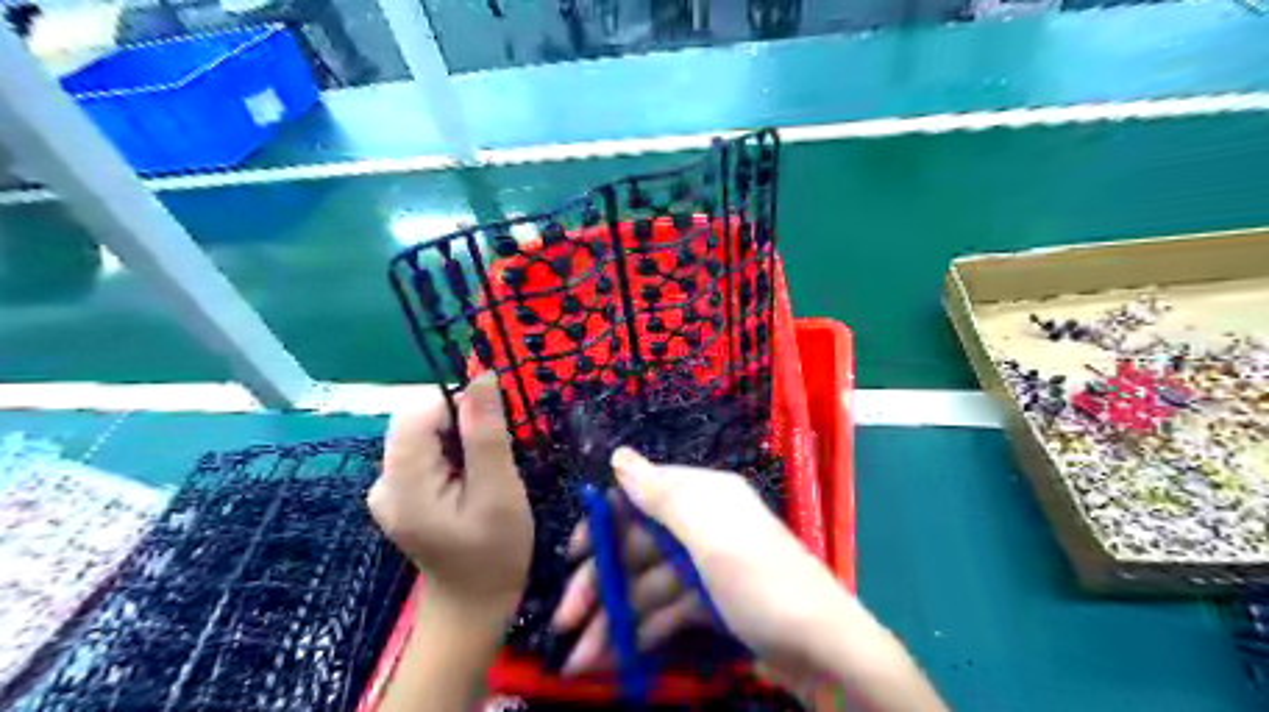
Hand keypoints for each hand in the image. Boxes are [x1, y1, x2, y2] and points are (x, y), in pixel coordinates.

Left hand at [369, 376, 531, 613]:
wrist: (474, 607)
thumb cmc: (495, 553)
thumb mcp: (500, 491)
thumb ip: (487, 432)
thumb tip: (482, 375)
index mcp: (402, 482)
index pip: (419, 409)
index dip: (459, 408)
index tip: (492, 435)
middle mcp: (383, 479)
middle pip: (420, 419)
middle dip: (461, 427)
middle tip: (491, 465)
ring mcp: (388, 488)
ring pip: (425, 433)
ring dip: (460, 442)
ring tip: (483, 479)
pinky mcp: (399, 493)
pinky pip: (426, 452)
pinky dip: (452, 457)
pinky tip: (469, 486)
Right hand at [553, 449, 857, 678]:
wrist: (825, 651)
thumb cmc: (761, 582)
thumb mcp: (710, 534)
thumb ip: (661, 494)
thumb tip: (618, 455)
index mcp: (704, 496)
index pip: (640, 496)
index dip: (603, 522)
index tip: (572, 555)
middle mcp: (703, 523)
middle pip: (639, 545)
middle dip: (601, 582)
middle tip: (565, 620)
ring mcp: (708, 565)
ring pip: (648, 584)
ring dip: (615, 617)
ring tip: (582, 659)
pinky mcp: (714, 601)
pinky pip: (668, 609)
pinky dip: (643, 630)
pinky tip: (617, 658)